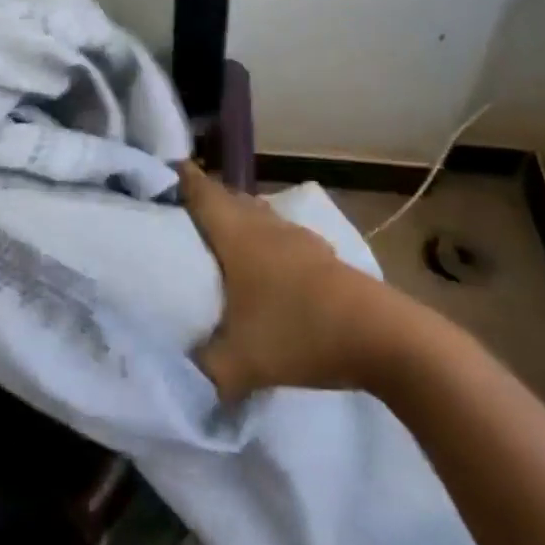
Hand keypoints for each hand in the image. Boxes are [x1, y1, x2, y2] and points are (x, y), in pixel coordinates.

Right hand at [179, 161, 387, 402]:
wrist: (380, 336)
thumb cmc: (297, 332)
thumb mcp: (238, 363)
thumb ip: (203, 369)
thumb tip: (182, 374)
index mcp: (236, 234)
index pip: (201, 192)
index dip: (182, 177)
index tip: (164, 171)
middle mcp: (263, 225)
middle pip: (229, 198)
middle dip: (206, 199)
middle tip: (181, 213)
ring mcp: (297, 237)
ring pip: (257, 215)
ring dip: (238, 219)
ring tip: (220, 238)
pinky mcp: (322, 254)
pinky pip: (280, 235)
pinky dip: (264, 240)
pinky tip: (265, 267)